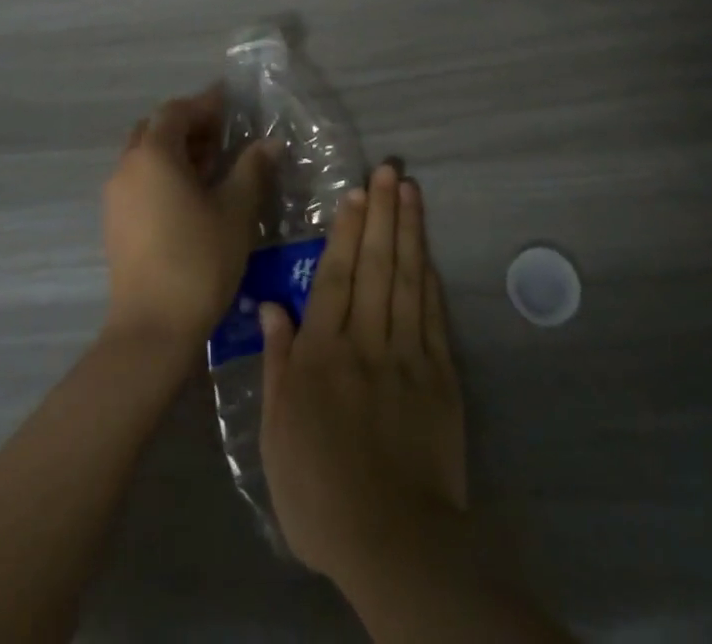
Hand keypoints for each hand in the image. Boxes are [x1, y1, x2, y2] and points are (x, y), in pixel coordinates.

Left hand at [103, 88, 272, 350]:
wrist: (152, 328)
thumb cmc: (199, 260)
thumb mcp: (236, 211)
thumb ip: (252, 169)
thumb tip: (269, 143)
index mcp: (154, 154)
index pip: (178, 111)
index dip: (206, 103)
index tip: (232, 102)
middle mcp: (127, 166)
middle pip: (157, 128)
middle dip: (189, 124)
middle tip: (224, 134)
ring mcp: (116, 195)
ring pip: (145, 154)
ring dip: (176, 149)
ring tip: (213, 165)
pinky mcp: (115, 221)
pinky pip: (139, 178)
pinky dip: (164, 173)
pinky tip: (192, 194)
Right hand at [259, 162, 468, 585]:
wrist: (392, 541)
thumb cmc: (318, 490)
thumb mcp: (276, 431)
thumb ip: (277, 362)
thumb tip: (271, 305)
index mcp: (324, 354)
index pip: (336, 277)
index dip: (346, 231)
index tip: (356, 192)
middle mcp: (367, 342)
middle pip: (375, 265)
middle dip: (383, 213)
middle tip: (390, 170)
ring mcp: (408, 356)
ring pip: (407, 280)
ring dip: (409, 231)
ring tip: (411, 191)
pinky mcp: (440, 377)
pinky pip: (434, 317)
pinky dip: (430, 279)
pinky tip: (428, 251)